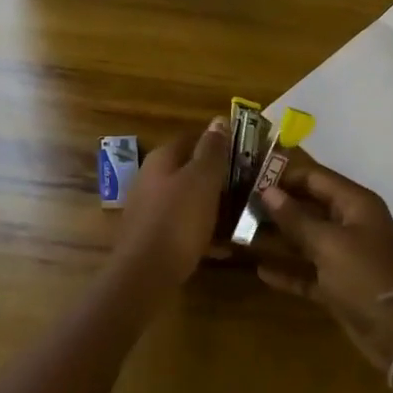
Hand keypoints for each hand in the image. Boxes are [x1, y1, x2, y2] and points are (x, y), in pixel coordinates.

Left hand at [114, 119, 229, 283]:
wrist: (145, 273)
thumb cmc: (178, 219)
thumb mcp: (202, 180)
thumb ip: (212, 150)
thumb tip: (218, 120)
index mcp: (161, 159)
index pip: (191, 138)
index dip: (216, 142)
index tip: (244, 152)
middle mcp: (150, 179)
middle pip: (188, 170)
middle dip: (216, 177)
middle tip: (247, 185)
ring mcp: (148, 209)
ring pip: (187, 199)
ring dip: (212, 205)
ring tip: (240, 215)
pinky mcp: (152, 237)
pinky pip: (183, 227)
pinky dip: (202, 232)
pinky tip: (223, 247)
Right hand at [253, 151, 392, 370]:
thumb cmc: (365, 277)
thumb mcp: (328, 244)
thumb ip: (295, 218)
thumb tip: (267, 191)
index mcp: (354, 204)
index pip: (314, 178)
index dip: (283, 176)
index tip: (248, 177)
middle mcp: (349, 224)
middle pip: (308, 206)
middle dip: (276, 206)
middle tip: (238, 205)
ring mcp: (344, 256)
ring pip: (305, 239)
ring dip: (277, 238)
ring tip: (241, 234)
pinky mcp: (338, 285)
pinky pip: (307, 271)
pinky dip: (288, 270)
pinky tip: (260, 270)